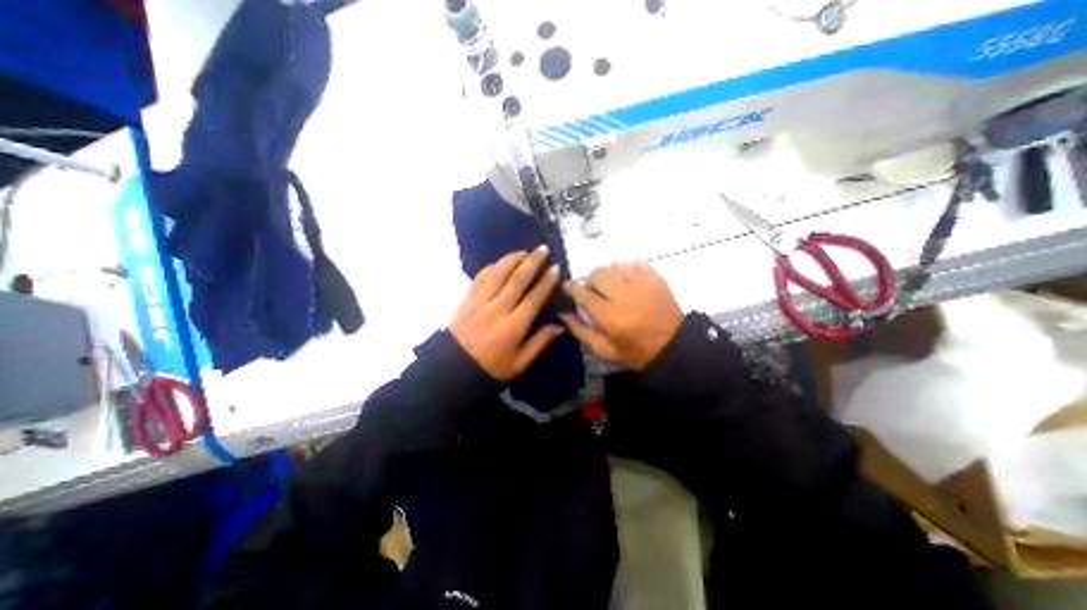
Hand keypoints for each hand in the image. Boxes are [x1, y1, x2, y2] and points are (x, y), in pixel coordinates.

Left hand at [453, 243, 564, 379]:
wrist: (454, 368)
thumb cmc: (491, 368)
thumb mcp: (519, 363)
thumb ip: (540, 343)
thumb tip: (560, 327)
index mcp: (512, 327)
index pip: (533, 298)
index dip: (546, 282)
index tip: (555, 268)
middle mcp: (497, 309)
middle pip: (517, 279)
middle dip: (532, 262)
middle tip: (543, 249)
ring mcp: (479, 302)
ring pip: (498, 273)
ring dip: (512, 259)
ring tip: (524, 252)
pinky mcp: (467, 299)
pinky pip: (480, 277)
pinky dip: (492, 267)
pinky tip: (500, 263)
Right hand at [560, 260, 675, 369]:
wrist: (673, 346)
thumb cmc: (635, 351)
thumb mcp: (604, 350)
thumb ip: (580, 331)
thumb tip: (563, 313)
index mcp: (610, 316)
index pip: (584, 294)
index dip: (572, 288)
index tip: (568, 287)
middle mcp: (624, 295)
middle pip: (598, 273)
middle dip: (590, 280)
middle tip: (593, 290)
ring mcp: (642, 283)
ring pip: (614, 265)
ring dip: (608, 273)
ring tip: (611, 285)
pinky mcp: (655, 277)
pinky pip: (633, 261)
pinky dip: (625, 267)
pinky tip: (625, 279)